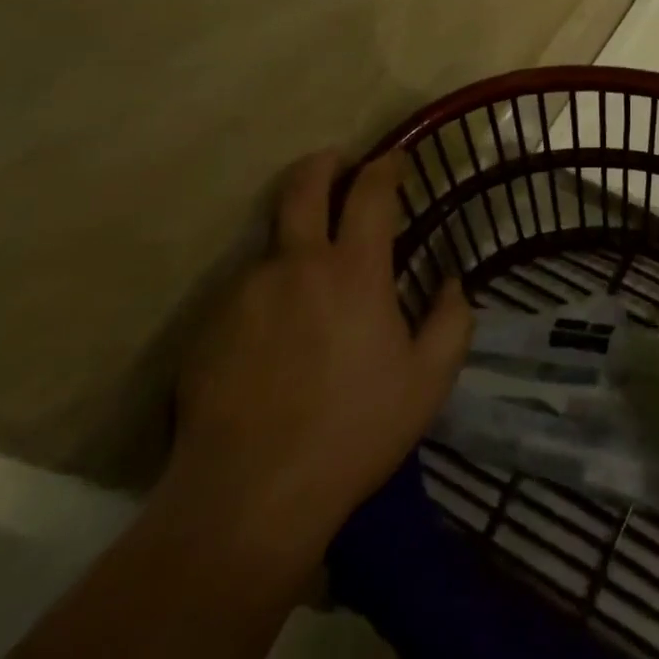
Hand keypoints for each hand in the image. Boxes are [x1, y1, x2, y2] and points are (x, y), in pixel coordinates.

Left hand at [163, 151, 472, 571]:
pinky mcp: (208, 327)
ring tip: (306, 285)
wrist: (247, 499)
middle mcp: (297, 264)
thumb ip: (451, 321)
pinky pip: (243, 293)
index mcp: (354, 270)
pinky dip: (265, 296)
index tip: (394, 158)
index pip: (371, 190)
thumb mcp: (427, 382)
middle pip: (303, 185)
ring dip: (294, 246)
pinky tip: (272, 339)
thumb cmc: (352, 431)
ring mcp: (246, 292)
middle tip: (337, 164)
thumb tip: (451, 283)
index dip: (385, 164)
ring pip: (271, 244)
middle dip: (324, 163)